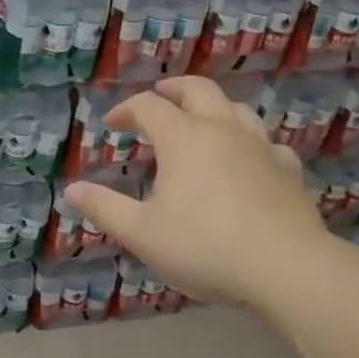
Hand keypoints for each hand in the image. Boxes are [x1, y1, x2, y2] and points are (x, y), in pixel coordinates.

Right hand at [62, 77, 326, 309]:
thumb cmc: (205, 248)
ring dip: (213, 107)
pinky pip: (267, 142)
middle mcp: (222, 130)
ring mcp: (261, 146)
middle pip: (198, 90)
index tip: (110, 126)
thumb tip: (70, 190)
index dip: (125, 111)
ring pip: (236, 109)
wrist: (286, 268)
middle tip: (159, 96)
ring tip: (201, 121)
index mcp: (183, 139)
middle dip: (173, 89)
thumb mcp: (142, 233)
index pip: (148, 106)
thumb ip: (104, 208)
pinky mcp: (288, 169)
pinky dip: (249, 141)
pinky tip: (248, 159)